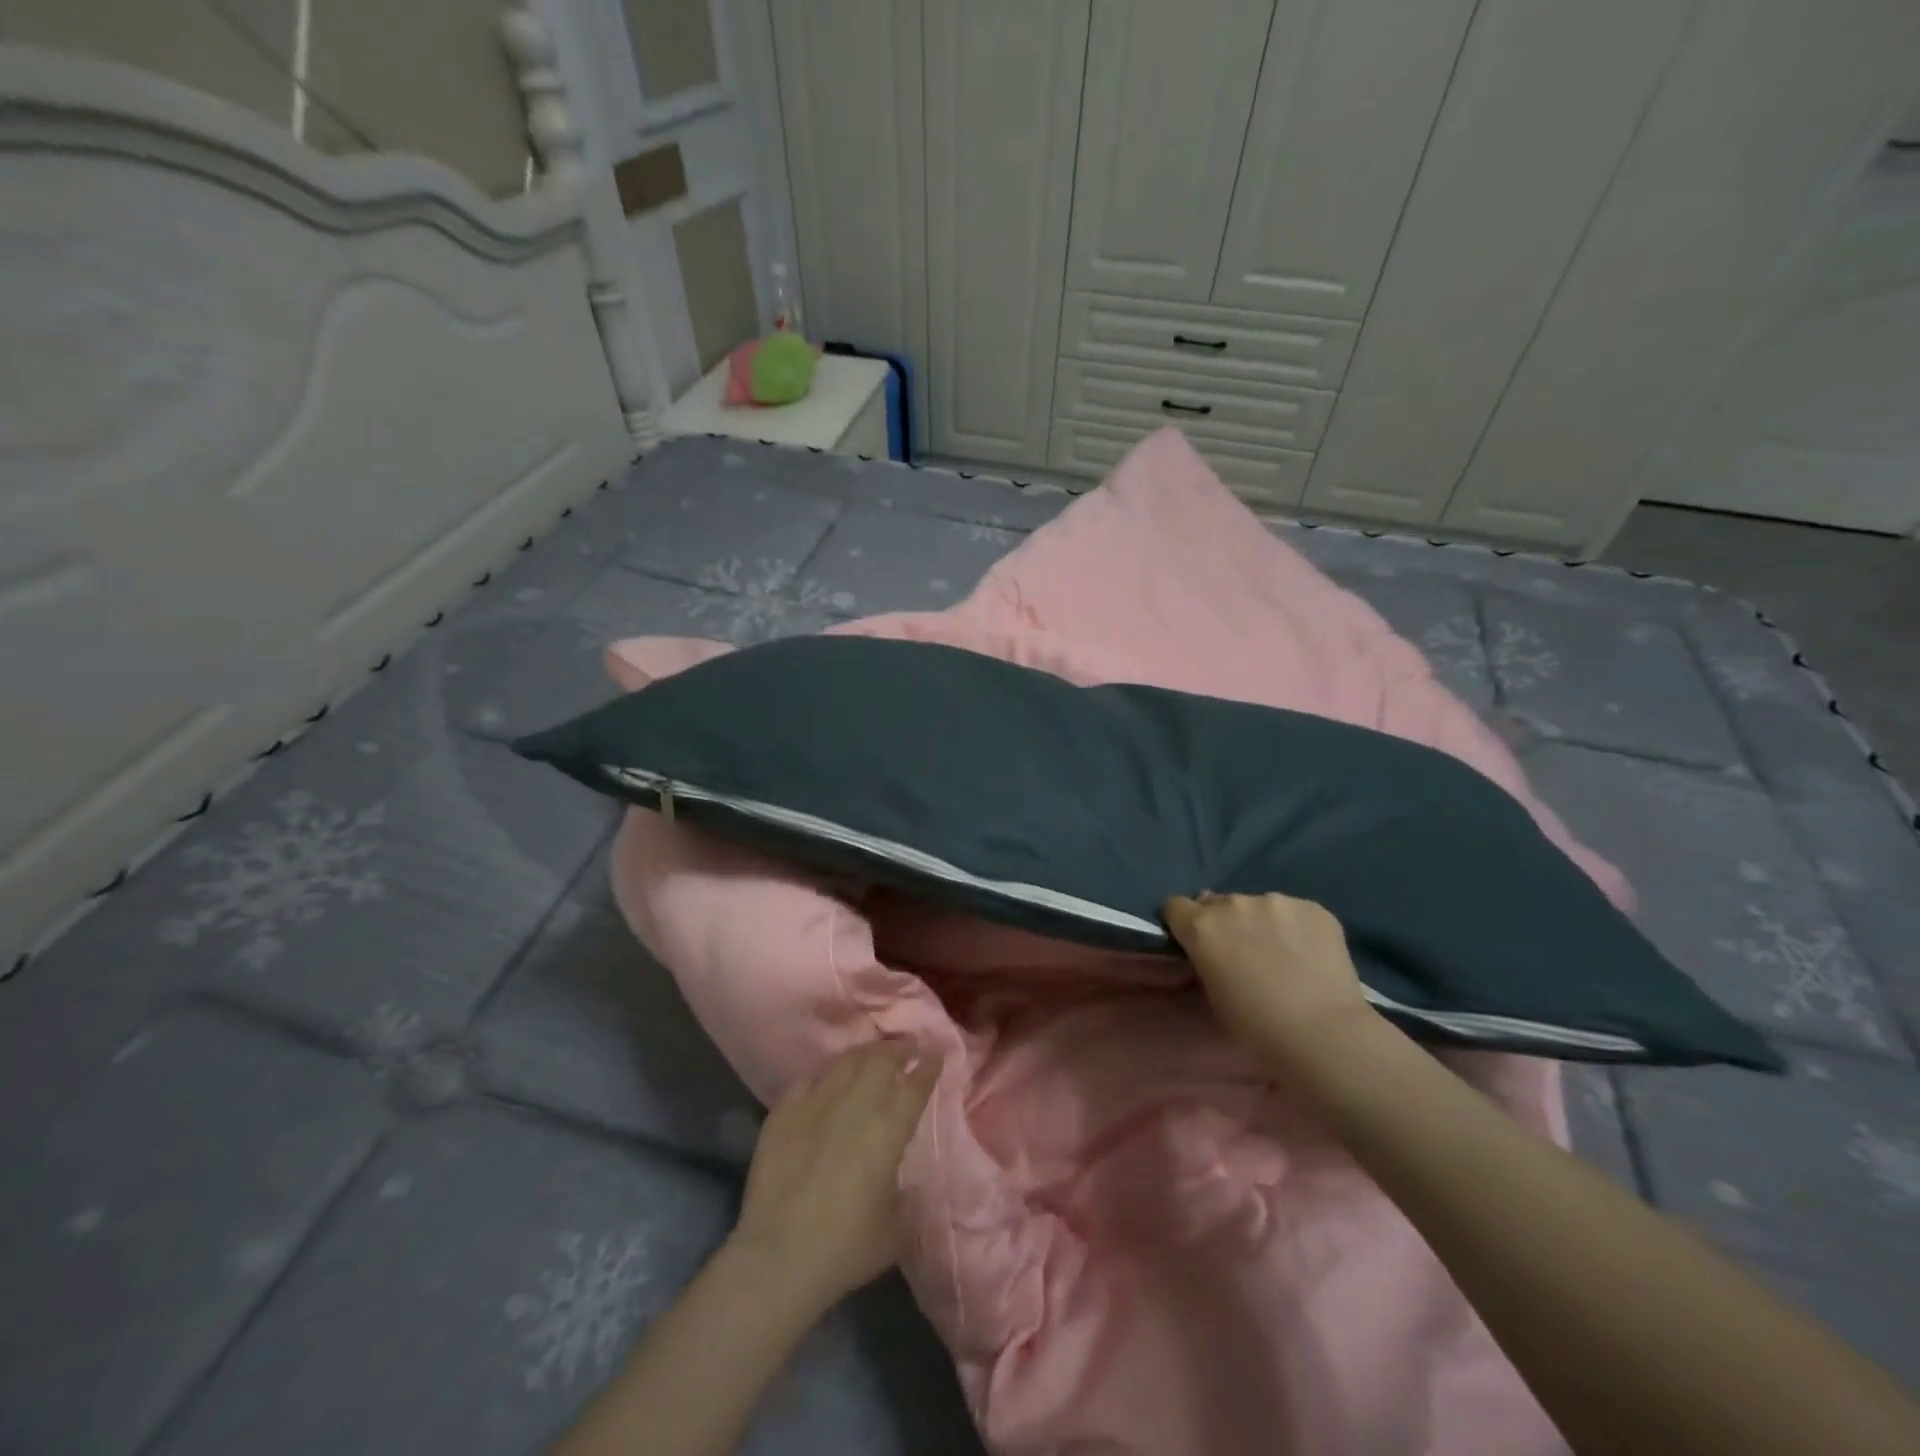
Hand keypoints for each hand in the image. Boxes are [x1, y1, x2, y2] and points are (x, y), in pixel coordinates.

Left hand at [728, 1040, 941, 1315]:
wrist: (778, 1257)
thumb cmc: (845, 1248)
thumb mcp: (896, 1231)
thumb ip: (907, 1198)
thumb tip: (908, 1182)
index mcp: (889, 1128)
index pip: (915, 1083)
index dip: (928, 1064)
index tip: (935, 1052)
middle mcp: (855, 1104)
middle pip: (882, 1060)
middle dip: (899, 1050)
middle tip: (908, 1048)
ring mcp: (817, 1102)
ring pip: (846, 1061)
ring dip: (865, 1053)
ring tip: (873, 1054)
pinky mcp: (784, 1111)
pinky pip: (809, 1077)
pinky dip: (825, 1070)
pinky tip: (829, 1073)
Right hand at [1163, 891, 1374, 1059]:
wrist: (1322, 1033)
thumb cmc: (1256, 1026)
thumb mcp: (1211, 994)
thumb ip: (1205, 960)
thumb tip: (1212, 950)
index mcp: (1201, 926)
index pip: (1175, 906)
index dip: (1183, 923)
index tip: (1193, 941)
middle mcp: (1234, 904)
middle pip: (1217, 902)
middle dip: (1224, 923)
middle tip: (1244, 953)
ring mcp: (1276, 901)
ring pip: (1259, 906)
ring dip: (1262, 923)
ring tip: (1284, 955)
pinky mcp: (1314, 908)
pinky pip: (1295, 912)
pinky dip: (1297, 928)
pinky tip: (1310, 955)